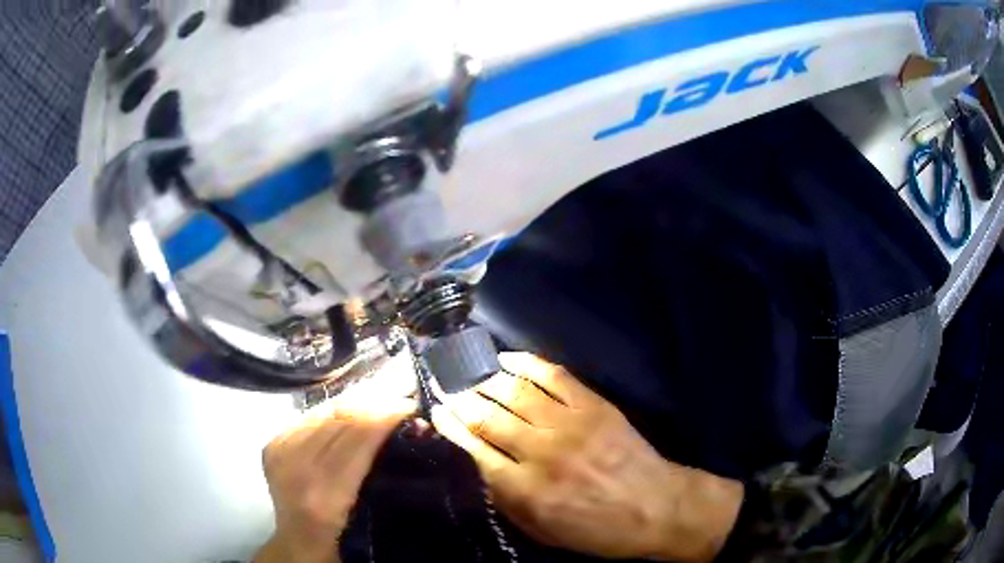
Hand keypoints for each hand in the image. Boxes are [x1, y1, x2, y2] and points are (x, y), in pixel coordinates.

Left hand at [254, 398, 414, 562]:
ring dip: (356, 403)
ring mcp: (279, 453)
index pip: (357, 439)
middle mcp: (296, 469)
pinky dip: (333, 411)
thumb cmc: (344, 539)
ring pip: (323, 412)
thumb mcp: (371, 514)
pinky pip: (308, 416)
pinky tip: (351, 410)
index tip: (411, 406)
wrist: (299, 544)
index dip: (385, 417)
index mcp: (325, 497)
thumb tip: (416, 430)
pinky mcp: (272, 444)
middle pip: (339, 420)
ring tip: (381, 399)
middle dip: (374, 404)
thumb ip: (386, 474)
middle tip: (402, 399)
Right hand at [431, 353, 742, 561]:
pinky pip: (554, 376)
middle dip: (460, 399)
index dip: (451, 426)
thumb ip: (507, 500)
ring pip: (515, 392)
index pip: (475, 449)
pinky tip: (507, 358)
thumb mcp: (544, 532)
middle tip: (445, 386)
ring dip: (486, 379)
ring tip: (468, 371)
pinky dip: (527, 363)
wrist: (657, 507)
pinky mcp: (594, 406)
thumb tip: (481, 464)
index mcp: (526, 489)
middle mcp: (542, 452)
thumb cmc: (598, 529)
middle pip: (488, 417)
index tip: (436, 411)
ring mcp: (570, 424)